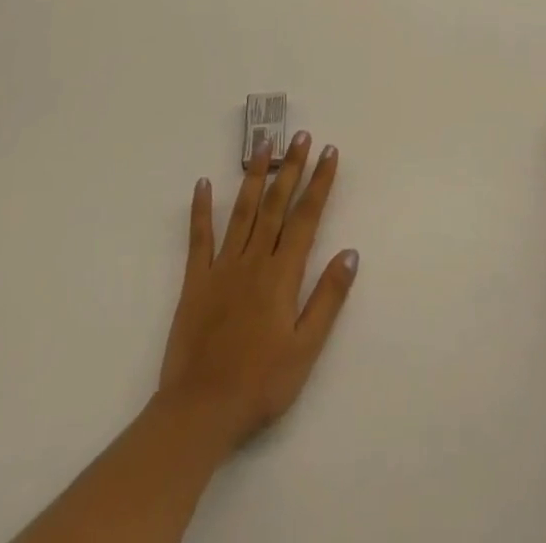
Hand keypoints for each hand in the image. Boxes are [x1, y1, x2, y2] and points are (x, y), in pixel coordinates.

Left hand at [158, 132, 358, 451]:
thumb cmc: (260, 384)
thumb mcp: (306, 349)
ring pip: (242, 210)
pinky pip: (199, 238)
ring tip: (263, 144)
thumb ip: (327, 298)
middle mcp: (254, 260)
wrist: (199, 411)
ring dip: (254, 175)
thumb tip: (350, 253)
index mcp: (282, 274)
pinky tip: (201, 184)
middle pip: (276, 204)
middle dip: (291, 167)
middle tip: (300, 135)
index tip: (328, 152)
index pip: (306, 217)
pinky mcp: (196, 281)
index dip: (319, 182)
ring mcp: (222, 267)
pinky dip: (201, 209)